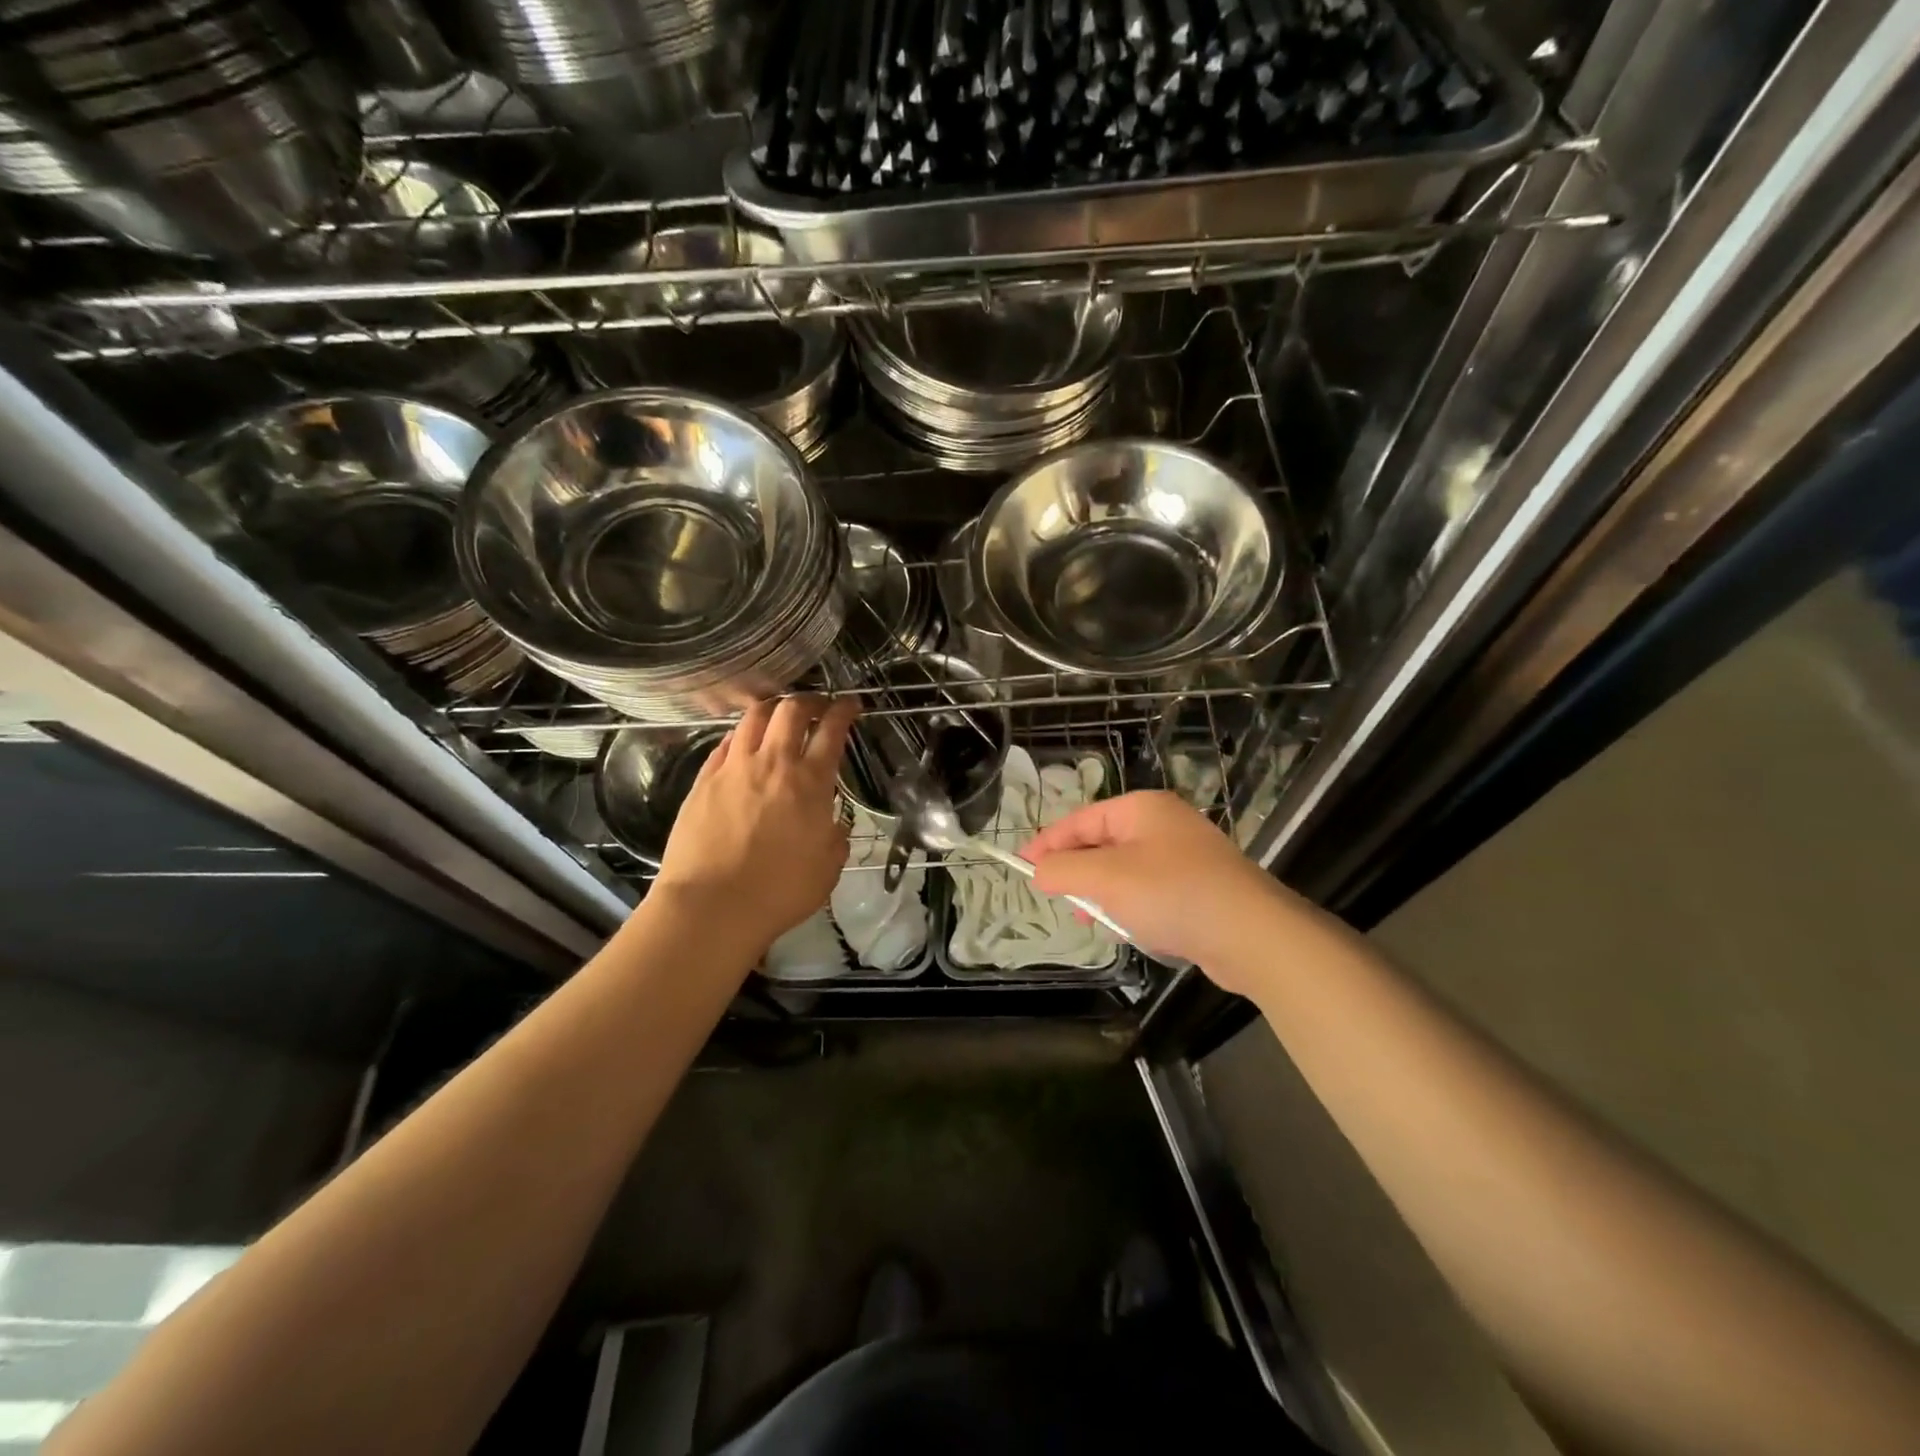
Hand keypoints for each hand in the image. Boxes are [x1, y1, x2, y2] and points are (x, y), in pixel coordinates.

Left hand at [651, 695, 859, 954]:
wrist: (711, 905)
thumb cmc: (779, 891)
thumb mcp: (827, 869)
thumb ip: (835, 839)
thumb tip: (833, 825)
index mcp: (810, 782)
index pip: (832, 730)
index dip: (844, 710)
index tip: (850, 704)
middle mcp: (773, 763)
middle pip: (791, 710)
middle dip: (809, 700)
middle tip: (818, 706)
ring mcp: (734, 768)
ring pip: (754, 717)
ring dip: (773, 709)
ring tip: (779, 716)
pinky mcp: (704, 780)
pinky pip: (726, 742)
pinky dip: (742, 734)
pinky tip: (745, 742)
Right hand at [1022, 790, 1311, 992]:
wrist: (1252, 934)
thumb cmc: (1172, 894)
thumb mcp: (1106, 879)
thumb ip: (1064, 871)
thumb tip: (1039, 871)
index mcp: (1141, 808)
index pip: (1080, 819)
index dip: (1048, 843)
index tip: (1022, 867)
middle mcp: (1164, 824)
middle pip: (1102, 843)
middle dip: (1078, 873)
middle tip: (1060, 900)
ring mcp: (1186, 855)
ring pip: (1125, 870)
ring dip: (1105, 894)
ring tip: (1095, 922)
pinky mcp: (1201, 887)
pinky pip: (1151, 890)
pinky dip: (1133, 907)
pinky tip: (1132, 929)